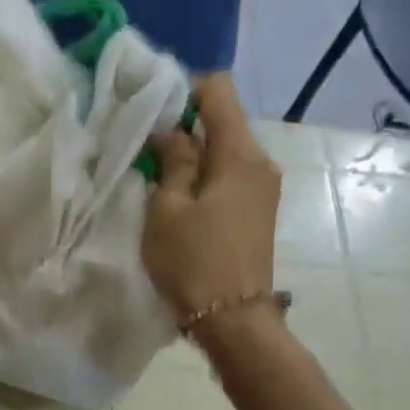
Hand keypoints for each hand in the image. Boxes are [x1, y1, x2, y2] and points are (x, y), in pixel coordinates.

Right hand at [143, 74, 282, 327]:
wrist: (232, 319)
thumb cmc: (193, 261)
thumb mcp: (168, 208)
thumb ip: (173, 160)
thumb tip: (172, 131)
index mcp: (239, 154)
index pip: (218, 89)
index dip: (183, 91)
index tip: (152, 115)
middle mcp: (260, 161)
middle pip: (223, 120)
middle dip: (185, 127)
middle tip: (146, 151)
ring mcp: (264, 187)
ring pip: (224, 150)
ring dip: (193, 155)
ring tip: (159, 180)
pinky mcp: (259, 210)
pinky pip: (230, 175)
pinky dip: (205, 177)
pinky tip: (181, 201)